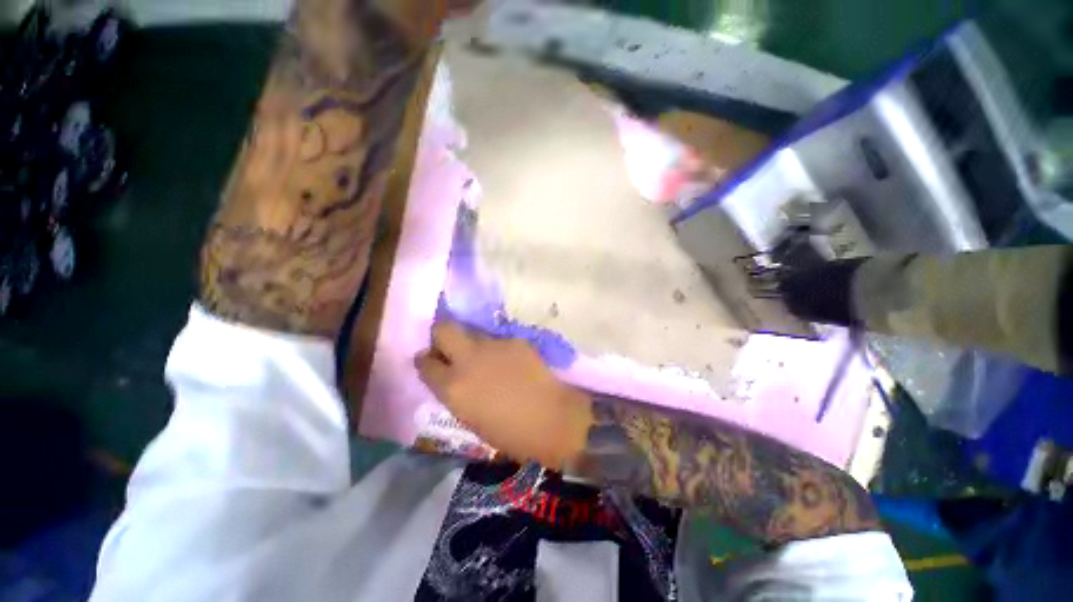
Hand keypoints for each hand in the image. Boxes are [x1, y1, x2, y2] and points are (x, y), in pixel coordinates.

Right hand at [415, 322, 593, 468]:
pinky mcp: (515, 340)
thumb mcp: (470, 418)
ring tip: (486, 359)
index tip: (431, 361)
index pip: (425, 362)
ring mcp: (493, 345)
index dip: (426, 360)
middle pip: (444, 329)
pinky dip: (498, 349)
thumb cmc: (509, 433)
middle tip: (451, 348)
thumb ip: (456, 392)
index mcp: (452, 386)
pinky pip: (499, 340)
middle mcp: (468, 359)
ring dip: (473, 344)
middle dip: (441, 335)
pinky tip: (510, 363)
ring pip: (473, 332)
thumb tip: (450, 376)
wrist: (552, 418)